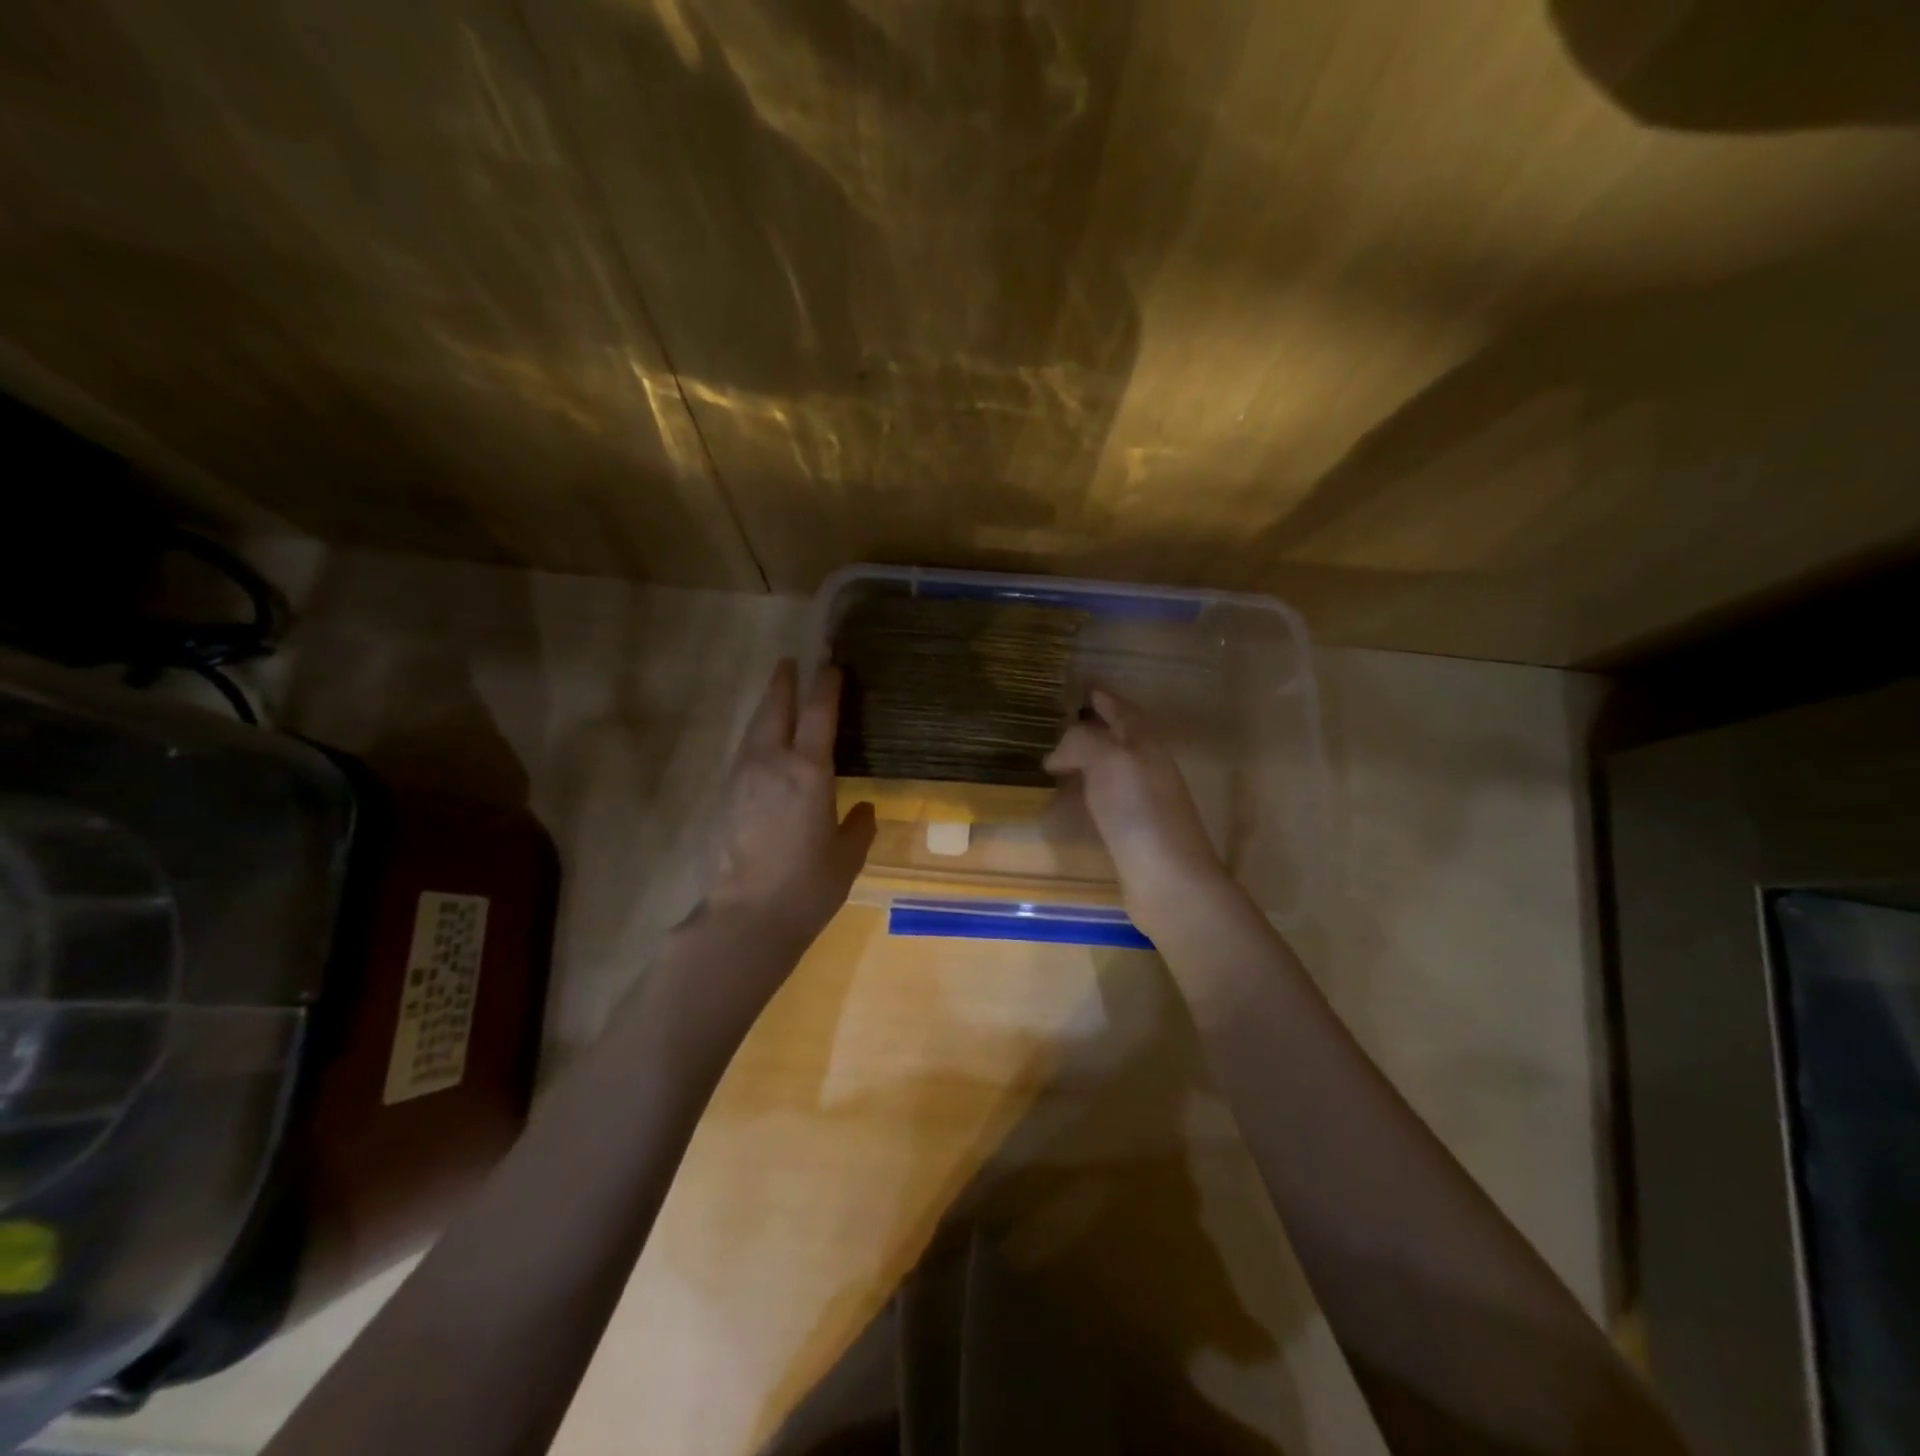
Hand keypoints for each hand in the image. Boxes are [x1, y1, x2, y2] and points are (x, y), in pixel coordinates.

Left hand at [698, 660, 875, 954]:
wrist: (747, 917)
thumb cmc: (808, 886)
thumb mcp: (847, 856)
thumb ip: (858, 826)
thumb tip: (863, 809)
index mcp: (809, 770)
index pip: (819, 712)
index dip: (827, 685)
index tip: (833, 667)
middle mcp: (772, 762)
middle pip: (776, 708)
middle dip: (784, 682)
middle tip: (790, 663)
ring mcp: (742, 777)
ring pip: (754, 728)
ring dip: (767, 707)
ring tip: (776, 696)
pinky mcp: (725, 797)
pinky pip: (744, 753)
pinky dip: (756, 737)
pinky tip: (762, 747)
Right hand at [1045, 687, 1230, 930]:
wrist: (1168, 879)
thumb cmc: (1139, 812)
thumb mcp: (1108, 759)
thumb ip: (1081, 742)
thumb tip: (1056, 754)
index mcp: (1145, 743)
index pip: (1121, 709)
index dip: (1101, 697)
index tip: (1079, 687)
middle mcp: (1147, 767)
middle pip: (1118, 738)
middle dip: (1091, 727)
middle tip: (1056, 723)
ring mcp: (1143, 800)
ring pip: (1111, 768)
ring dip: (1086, 760)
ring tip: (1053, 760)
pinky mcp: (1133, 831)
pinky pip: (1104, 799)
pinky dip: (1085, 792)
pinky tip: (1068, 801)